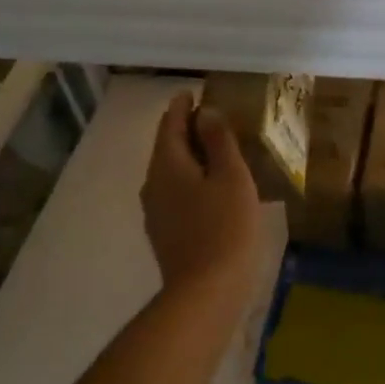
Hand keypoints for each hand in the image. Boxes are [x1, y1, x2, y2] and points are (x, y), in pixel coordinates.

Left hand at [141, 92, 262, 301]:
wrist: (206, 292)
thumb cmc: (224, 227)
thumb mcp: (230, 176)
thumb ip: (218, 140)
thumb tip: (205, 112)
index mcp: (168, 164)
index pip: (170, 124)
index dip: (182, 106)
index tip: (192, 92)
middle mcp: (153, 183)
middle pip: (167, 147)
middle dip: (185, 129)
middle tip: (210, 117)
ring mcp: (156, 211)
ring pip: (170, 171)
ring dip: (189, 156)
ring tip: (214, 149)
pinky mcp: (165, 232)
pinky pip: (175, 193)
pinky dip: (190, 180)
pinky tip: (210, 187)